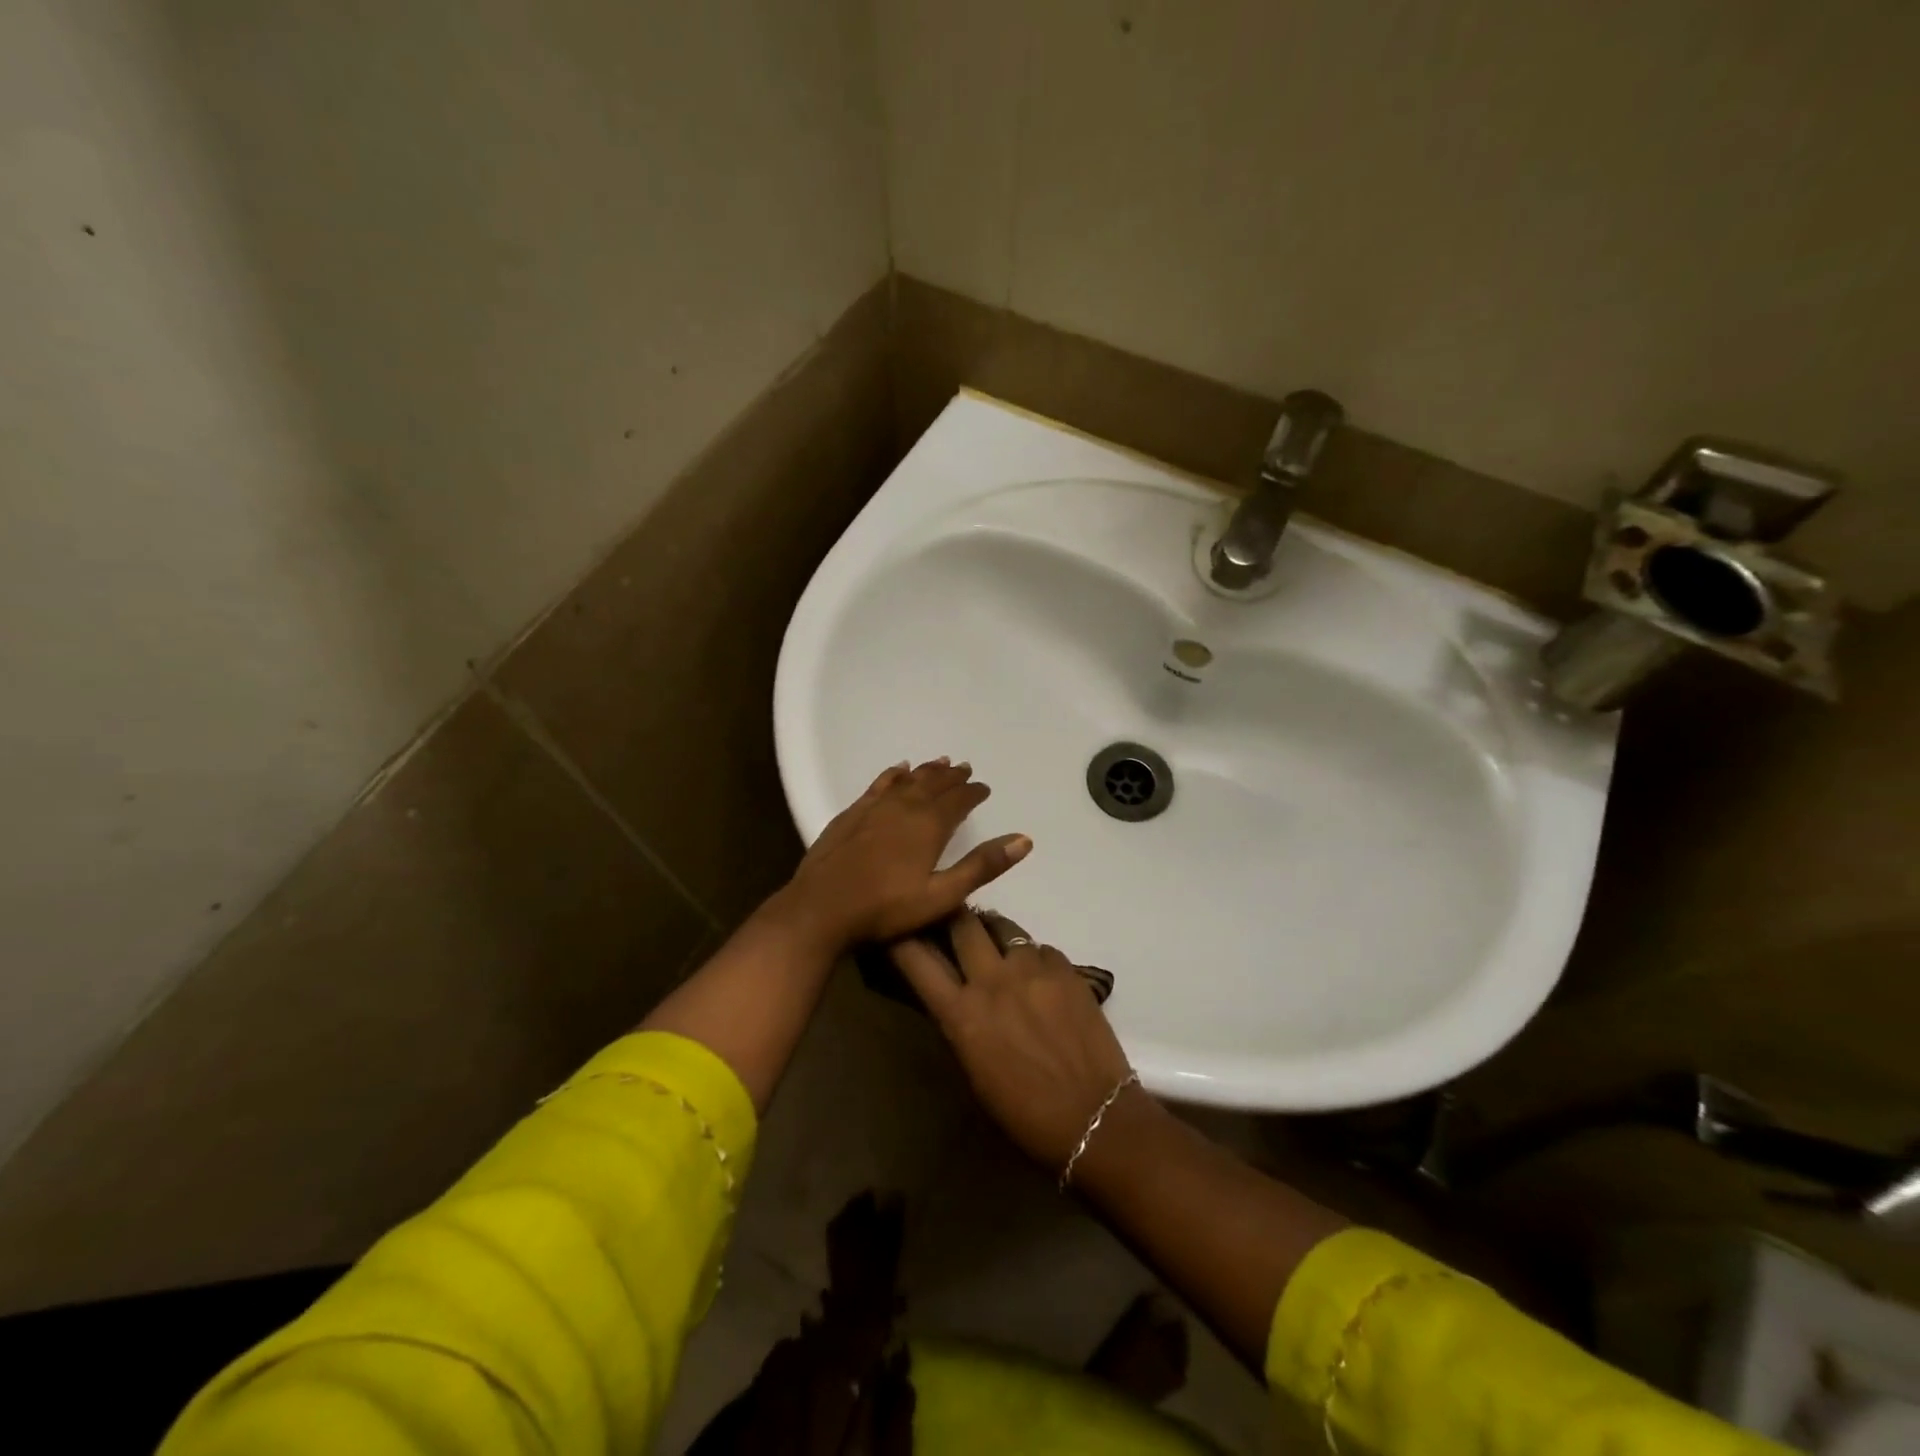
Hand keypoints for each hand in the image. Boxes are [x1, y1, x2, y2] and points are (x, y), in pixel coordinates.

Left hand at [781, 759, 1031, 952]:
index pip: (958, 801)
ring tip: (941, 762)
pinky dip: (893, 775)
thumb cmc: (886, 908)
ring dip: (927, 772)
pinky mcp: (852, 814)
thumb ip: (982, 867)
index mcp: (929, 825)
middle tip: (965, 769)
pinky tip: (898, 770)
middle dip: (952, 777)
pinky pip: (879, 785)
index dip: (973, 793)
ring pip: (908, 781)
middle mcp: (904, 807)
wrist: (821, 908)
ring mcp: (875, 808)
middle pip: (934, 784)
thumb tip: (1024, 840)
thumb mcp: (942, 896)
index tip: (984, 788)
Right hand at [891, 910, 1135, 1170]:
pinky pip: (1040, 948)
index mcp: (961, 1014)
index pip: (916, 959)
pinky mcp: (1066, 968)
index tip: (898, 928)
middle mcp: (992, 980)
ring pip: (1004, 926)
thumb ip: (961, 1022)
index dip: (901, 938)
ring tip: (999, 948)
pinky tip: (1040, 978)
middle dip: (953, 919)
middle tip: (954, 926)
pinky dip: (1034, 957)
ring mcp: (1032, 969)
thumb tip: (955, 994)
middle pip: (962, 922)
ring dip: (994, 933)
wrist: (1095, 1115)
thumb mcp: (974, 1070)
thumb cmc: (1025, 1112)